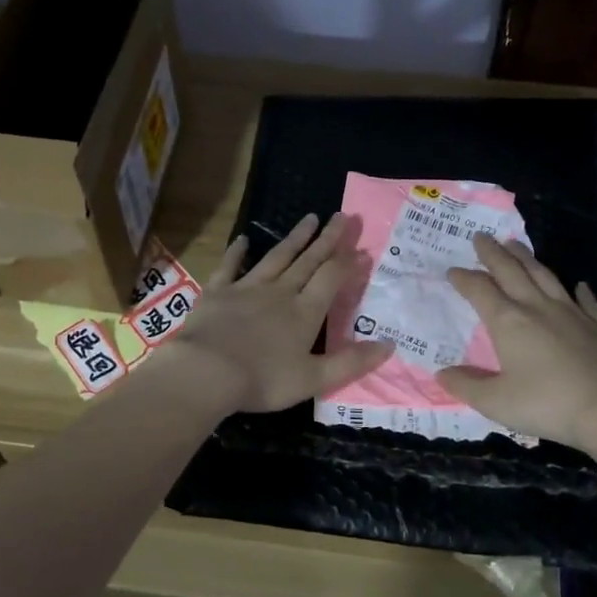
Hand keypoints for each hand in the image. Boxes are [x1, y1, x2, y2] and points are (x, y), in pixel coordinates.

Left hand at [162, 212, 392, 414]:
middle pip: (308, 260)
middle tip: (341, 215)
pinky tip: (244, 239)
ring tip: (309, 218)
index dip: (348, 262)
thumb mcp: (314, 379)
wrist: (206, 372)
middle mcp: (280, 292)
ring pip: (276, 257)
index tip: (361, 247)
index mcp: (305, 312)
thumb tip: (389, 345)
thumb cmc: (263, 380)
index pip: (331, 279)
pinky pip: (230, 266)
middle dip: (327, 239)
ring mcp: (247, 288)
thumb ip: (351, 363)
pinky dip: (237, 252)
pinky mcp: (218, 292)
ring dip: (295, 238)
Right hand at [439, 235, 596, 454]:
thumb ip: (467, 386)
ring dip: (527, 258)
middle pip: (511, 271)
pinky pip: (586, 301)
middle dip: (493, 253)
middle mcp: (537, 308)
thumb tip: (441, 374)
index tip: (452, 270)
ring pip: (545, 276)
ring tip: (516, 244)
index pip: (479, 290)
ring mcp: (572, 313)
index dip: (464, 279)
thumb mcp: (496, 402)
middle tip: (481, 236)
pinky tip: (579, 284)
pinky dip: (580, 291)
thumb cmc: (546, 404)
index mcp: (508, 322)